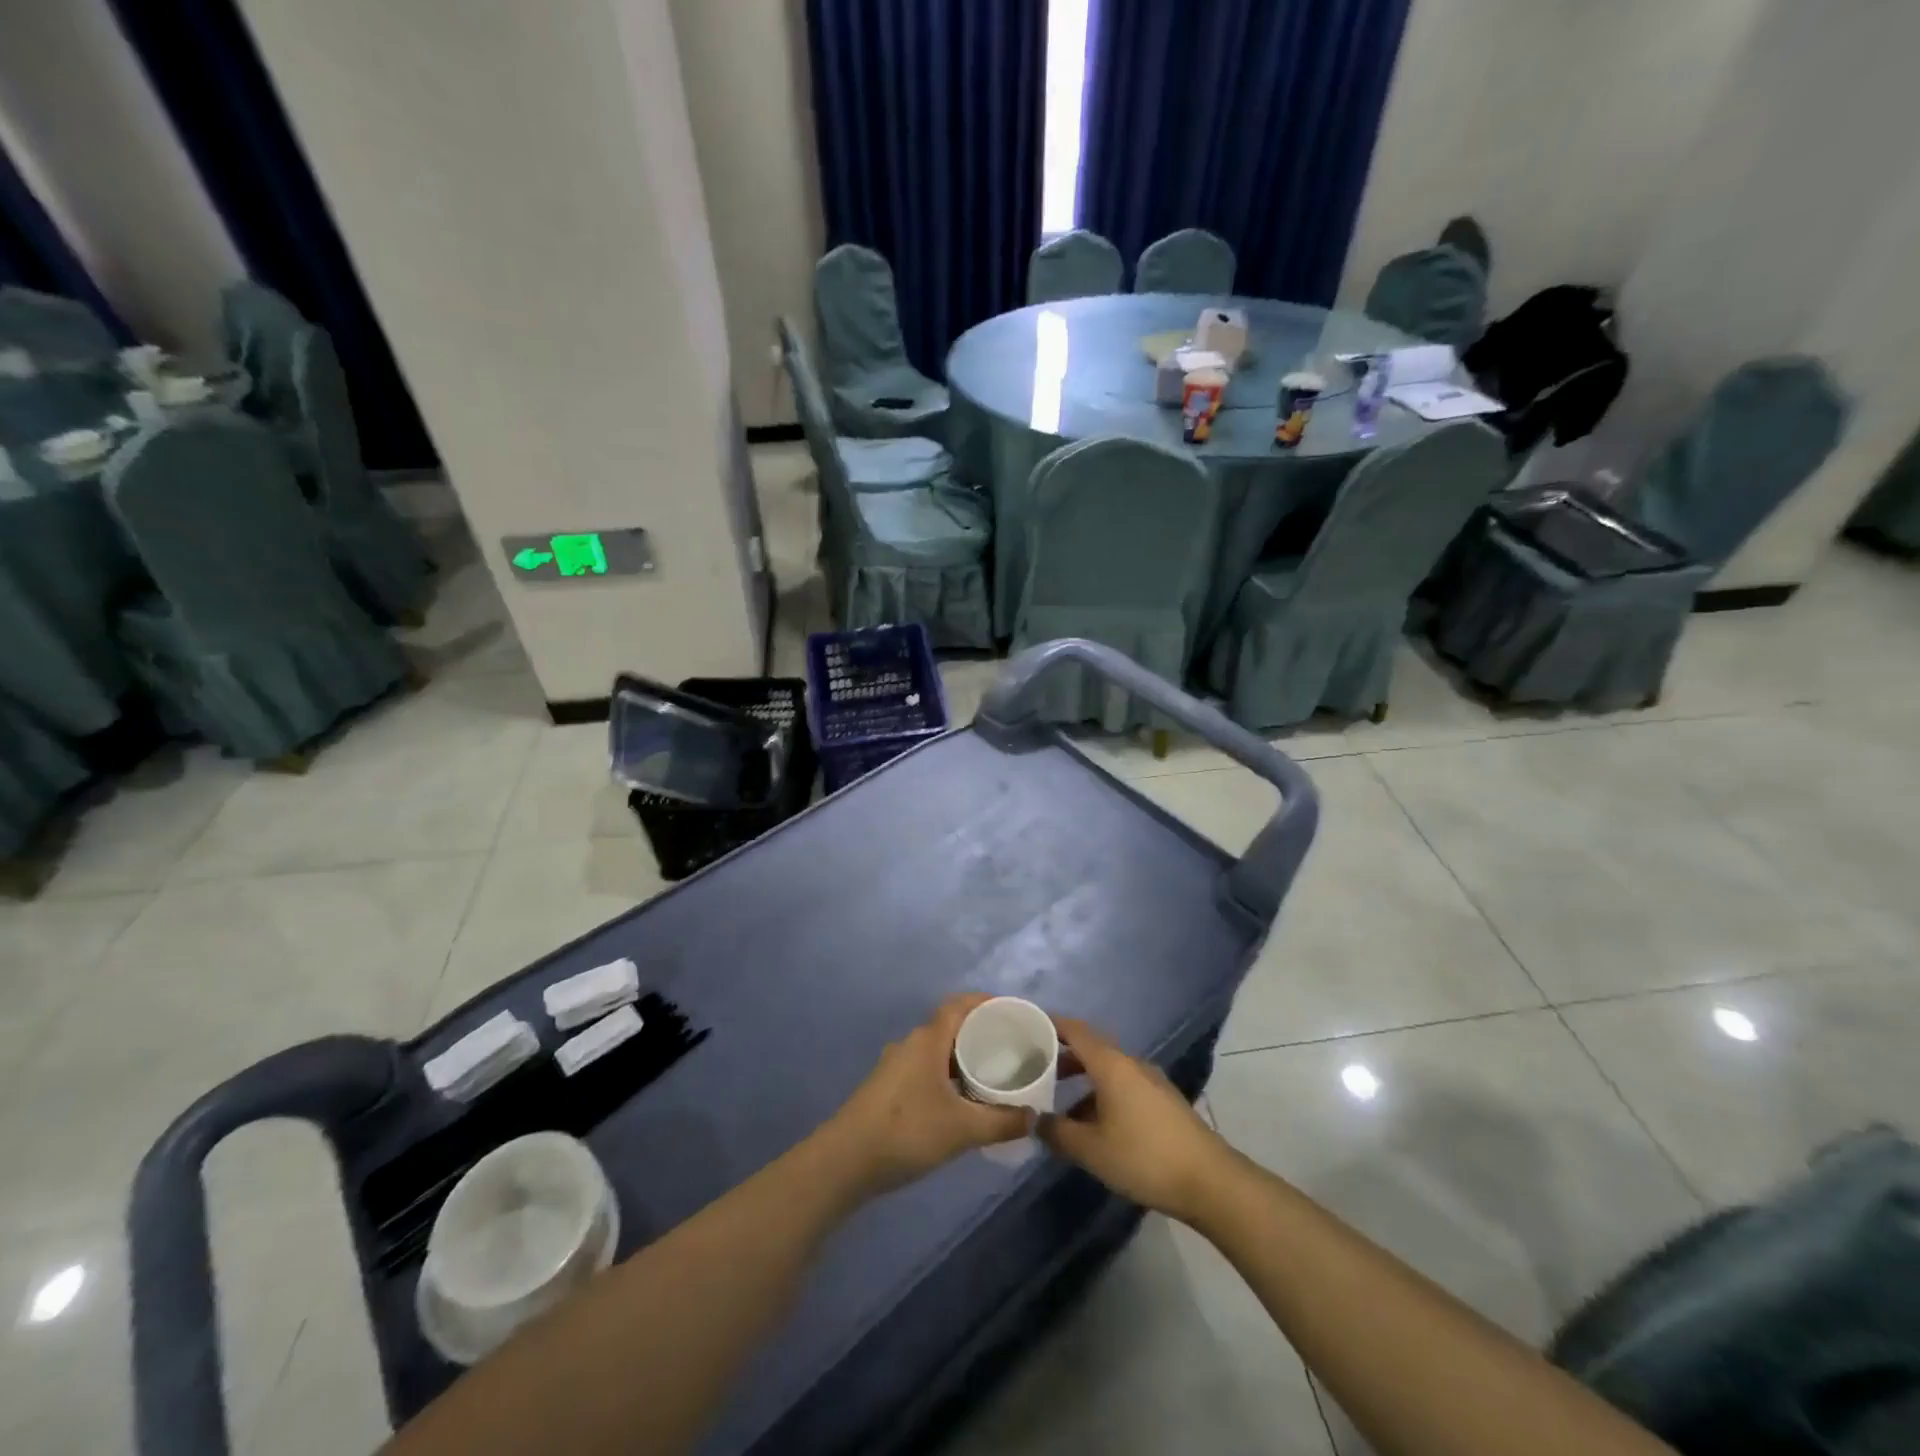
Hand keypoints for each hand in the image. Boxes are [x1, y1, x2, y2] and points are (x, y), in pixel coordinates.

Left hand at [823, 993, 1031, 1198]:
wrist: (844, 1162)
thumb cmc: (906, 1131)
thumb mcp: (961, 1129)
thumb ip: (1001, 1122)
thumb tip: (1032, 1116)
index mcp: (927, 1040)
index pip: (959, 1005)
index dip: (986, 1002)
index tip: (1013, 1012)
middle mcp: (911, 1044)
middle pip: (951, 1027)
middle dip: (980, 1033)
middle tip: (1012, 1048)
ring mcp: (896, 1067)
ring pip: (938, 1052)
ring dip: (963, 1059)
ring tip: (993, 1076)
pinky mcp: (887, 1089)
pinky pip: (926, 1070)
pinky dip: (948, 1077)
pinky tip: (963, 1102)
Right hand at [1038, 1016, 1232, 1223]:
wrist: (1209, 1181)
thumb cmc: (1144, 1157)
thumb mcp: (1091, 1149)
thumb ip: (1057, 1132)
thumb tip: (1035, 1120)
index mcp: (1111, 1064)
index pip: (1075, 1030)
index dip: (1051, 1025)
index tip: (1027, 1027)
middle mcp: (1131, 1063)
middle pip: (1091, 1048)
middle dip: (1062, 1056)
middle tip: (1035, 1068)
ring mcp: (1150, 1081)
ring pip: (1107, 1070)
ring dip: (1082, 1079)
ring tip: (1058, 1101)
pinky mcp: (1162, 1101)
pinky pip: (1122, 1085)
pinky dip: (1101, 1093)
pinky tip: (1092, 1123)